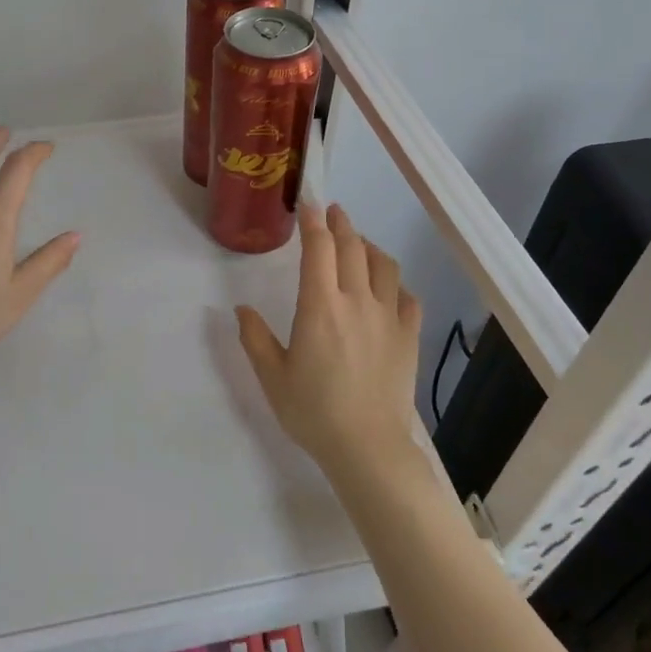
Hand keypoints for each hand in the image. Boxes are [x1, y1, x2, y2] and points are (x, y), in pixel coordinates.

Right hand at [236, 204, 421, 483]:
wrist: (367, 447)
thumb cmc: (313, 411)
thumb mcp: (272, 377)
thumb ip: (255, 338)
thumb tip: (241, 309)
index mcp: (320, 306)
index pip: (319, 248)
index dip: (313, 221)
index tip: (308, 204)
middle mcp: (357, 301)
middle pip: (353, 247)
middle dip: (341, 223)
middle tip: (332, 212)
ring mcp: (388, 317)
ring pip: (384, 265)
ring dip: (369, 247)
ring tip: (358, 245)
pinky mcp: (409, 337)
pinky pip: (407, 297)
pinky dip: (395, 284)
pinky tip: (387, 290)